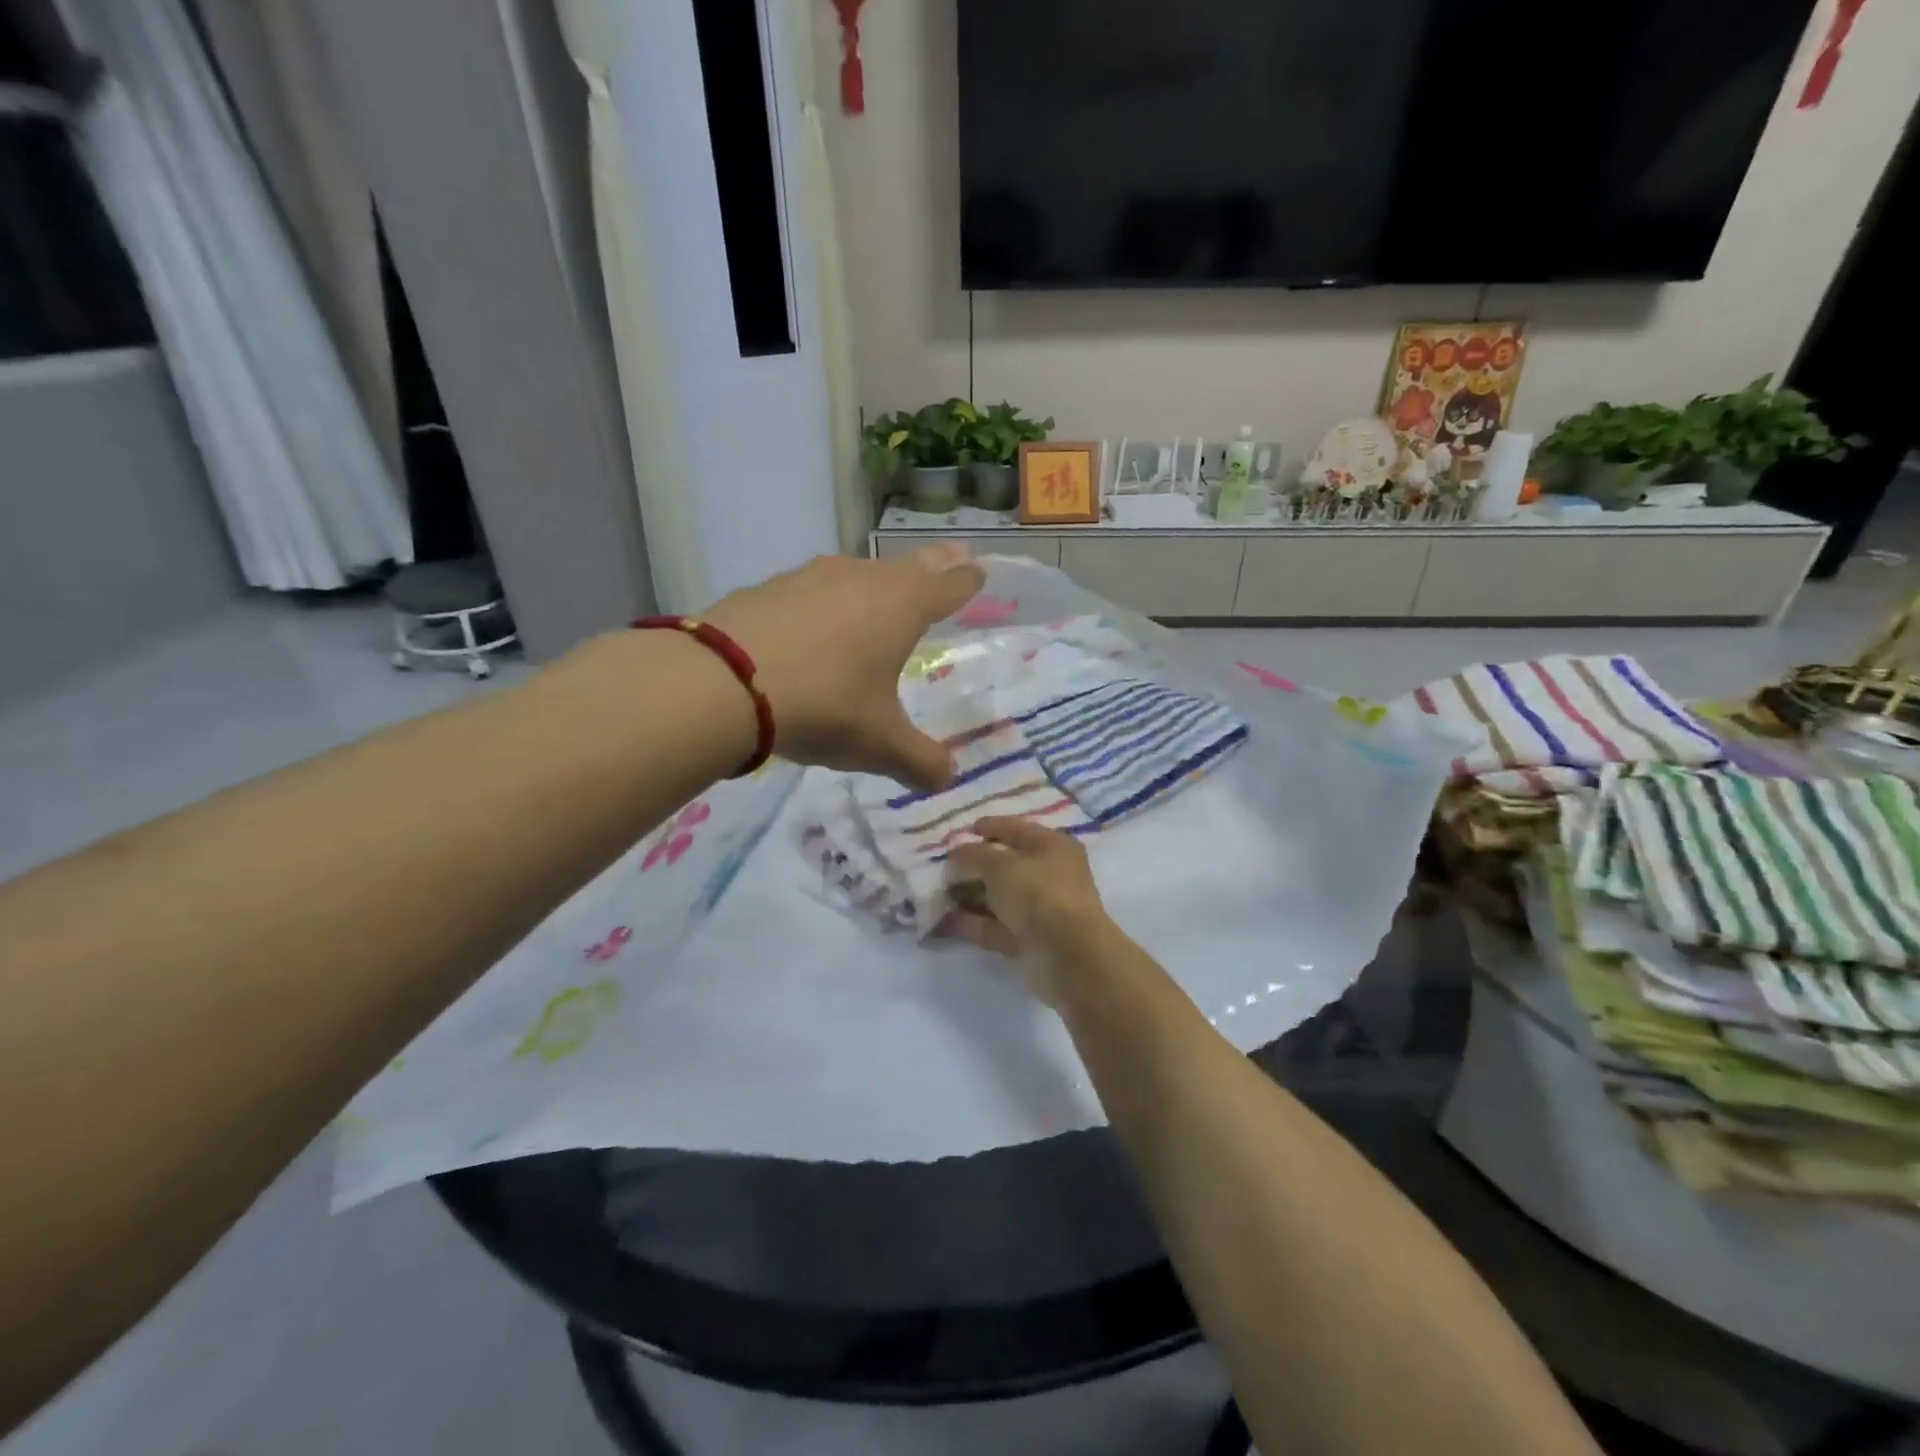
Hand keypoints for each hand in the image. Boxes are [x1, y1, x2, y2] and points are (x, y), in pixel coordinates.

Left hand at [705, 546, 983, 791]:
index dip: (967, 581)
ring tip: (880, 592)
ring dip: (876, 581)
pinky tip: (812, 622)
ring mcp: (813, 577)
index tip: (980, 571)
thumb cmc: (825, 705)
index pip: (948, 586)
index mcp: (902, 607)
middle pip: (909, 565)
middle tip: (952, 558)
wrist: (724, 682)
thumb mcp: (879, 744)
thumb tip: (947, 779)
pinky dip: (823, 600)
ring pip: (858, 572)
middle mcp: (863, 580)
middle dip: (934, 565)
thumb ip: (919, 762)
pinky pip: (811, 589)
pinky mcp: (770, 586)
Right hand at [943, 817, 1113, 998]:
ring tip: (937, 894)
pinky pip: (996, 926)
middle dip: (973, 865)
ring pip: (999, 897)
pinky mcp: (1029, 940)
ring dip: (970, 895)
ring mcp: (1040, 909)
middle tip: (942, 867)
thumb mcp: (1000, 865)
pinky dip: (973, 922)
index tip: (963, 831)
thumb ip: (973, 855)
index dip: (990, 827)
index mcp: (1052, 846)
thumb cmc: (1038, 894)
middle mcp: (1049, 875)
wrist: (1066, 955)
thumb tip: (955, 854)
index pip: (1017, 829)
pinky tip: (945, 920)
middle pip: (1006, 865)